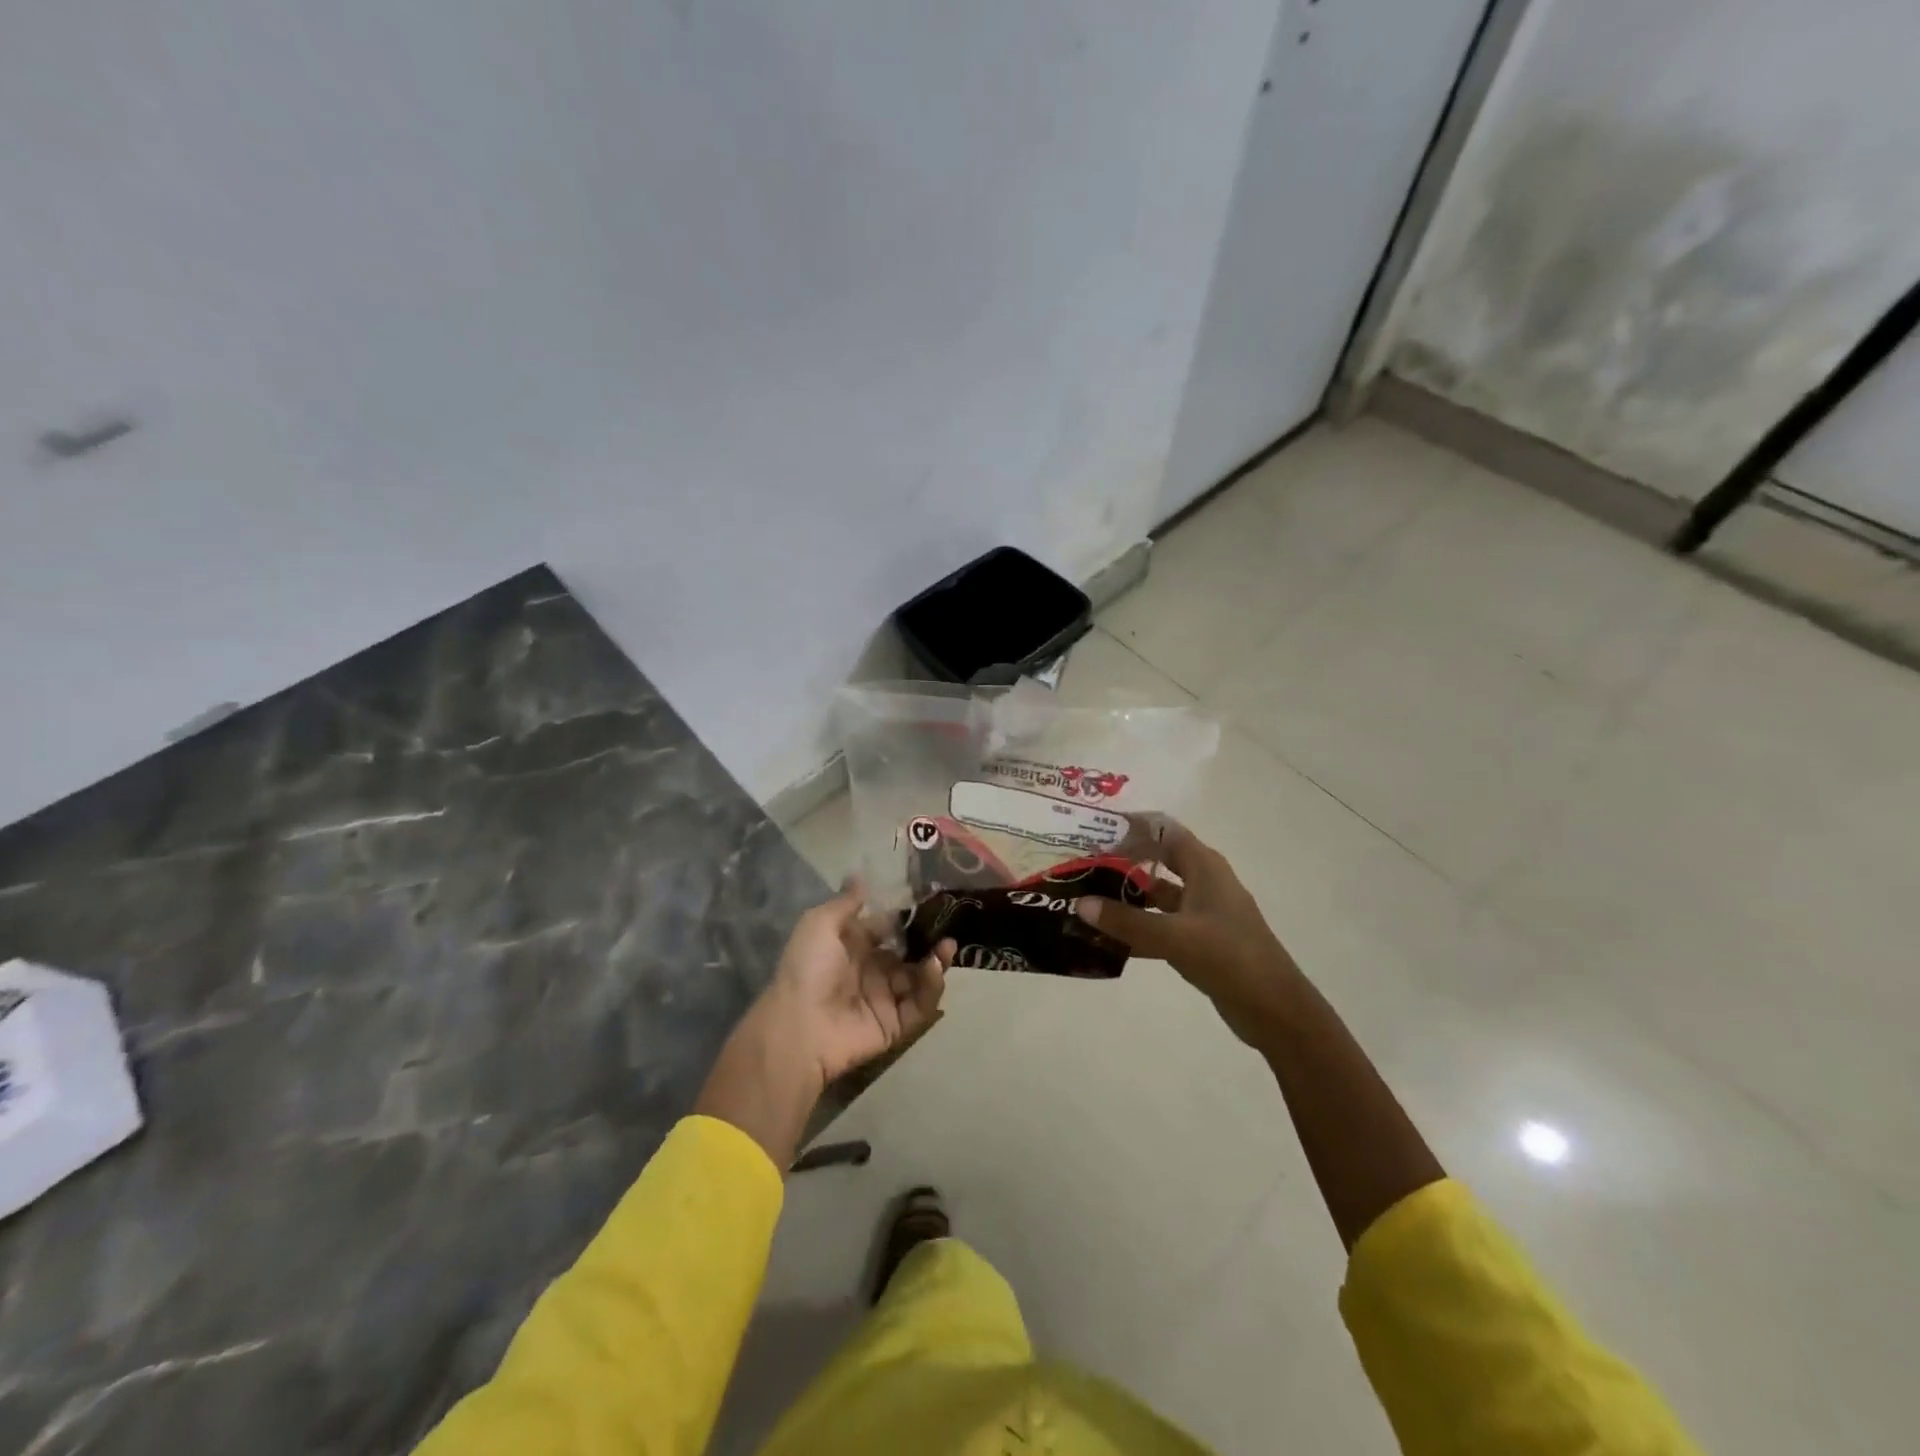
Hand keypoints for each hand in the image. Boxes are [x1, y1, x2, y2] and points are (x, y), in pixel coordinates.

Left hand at [762, 882, 954, 1087]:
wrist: (800, 1025)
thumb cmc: (809, 968)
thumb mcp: (820, 923)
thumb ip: (846, 901)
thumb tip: (859, 875)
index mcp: (853, 948)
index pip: (887, 930)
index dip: (905, 918)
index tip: (927, 902)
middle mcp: (871, 971)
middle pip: (908, 954)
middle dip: (928, 941)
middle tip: (947, 927)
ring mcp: (885, 998)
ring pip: (919, 978)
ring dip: (936, 961)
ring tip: (947, 946)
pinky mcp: (896, 1024)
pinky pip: (921, 1005)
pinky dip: (932, 987)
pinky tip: (934, 968)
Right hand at [1074, 822, 1300, 1047]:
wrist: (1275, 1010)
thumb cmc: (1229, 958)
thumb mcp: (1174, 937)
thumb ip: (1126, 920)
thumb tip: (1080, 904)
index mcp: (1204, 866)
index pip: (1163, 830)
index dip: (1130, 826)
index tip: (1093, 829)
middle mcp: (1203, 881)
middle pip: (1157, 860)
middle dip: (1121, 860)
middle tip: (1081, 864)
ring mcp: (1203, 912)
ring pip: (1157, 895)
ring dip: (1126, 896)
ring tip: (1086, 898)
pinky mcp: (1200, 939)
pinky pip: (1161, 923)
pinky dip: (1137, 927)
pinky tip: (1106, 938)